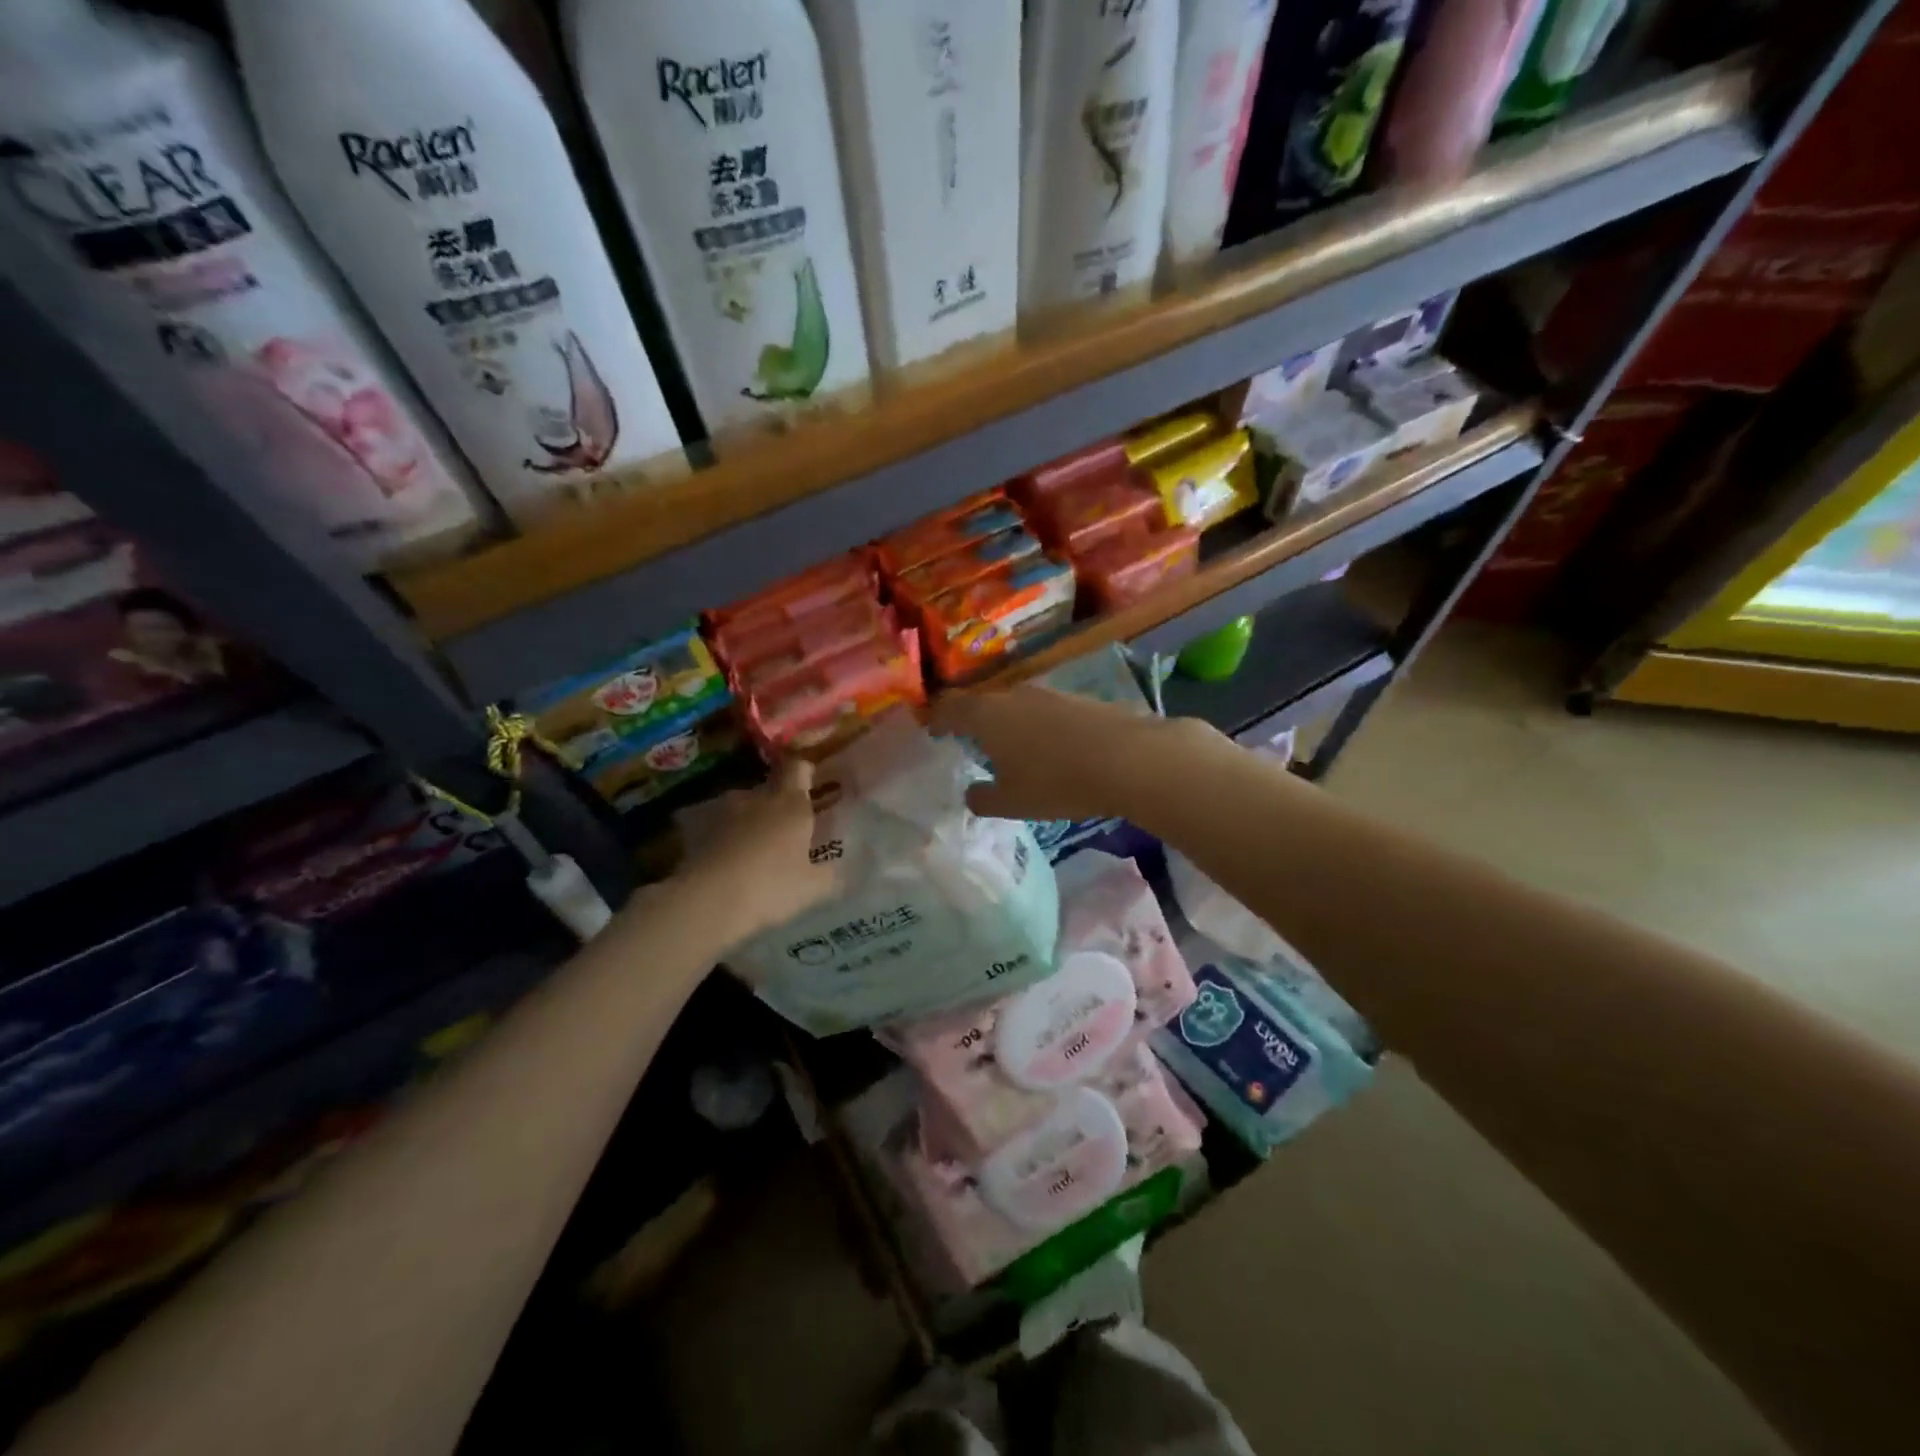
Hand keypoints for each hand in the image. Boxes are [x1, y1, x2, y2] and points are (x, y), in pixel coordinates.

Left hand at [673, 758, 837, 941]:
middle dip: (781, 803)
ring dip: (752, 821)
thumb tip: (851, 869)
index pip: (798, 767)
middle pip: (771, 789)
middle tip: (790, 827)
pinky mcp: (697, 832)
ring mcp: (723, 812)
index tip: (814, 780)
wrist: (707, 901)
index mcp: (790, 803)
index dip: (806, 769)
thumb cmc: (770, 886)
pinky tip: (732, 862)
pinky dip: (728, 838)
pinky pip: (720, 828)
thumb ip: (833, 875)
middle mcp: (756, 798)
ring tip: (758, 848)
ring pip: (744, 808)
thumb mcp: (813, 888)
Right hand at [930, 684, 1198, 823]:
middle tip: (970, 745)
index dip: (937, 718)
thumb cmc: (1056, 782)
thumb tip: (971, 793)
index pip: (949, 706)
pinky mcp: (1079, 699)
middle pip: (983, 703)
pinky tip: (1051, 750)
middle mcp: (1014, 695)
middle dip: (974, 722)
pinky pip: (1045, 711)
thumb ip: (983, 798)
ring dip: (1009, 725)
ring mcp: (1049, 694)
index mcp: (987, 715)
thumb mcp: (1012, 802)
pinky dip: (1038, 728)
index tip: (932, 732)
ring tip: (1011, 751)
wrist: (1128, 758)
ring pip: (1016, 706)